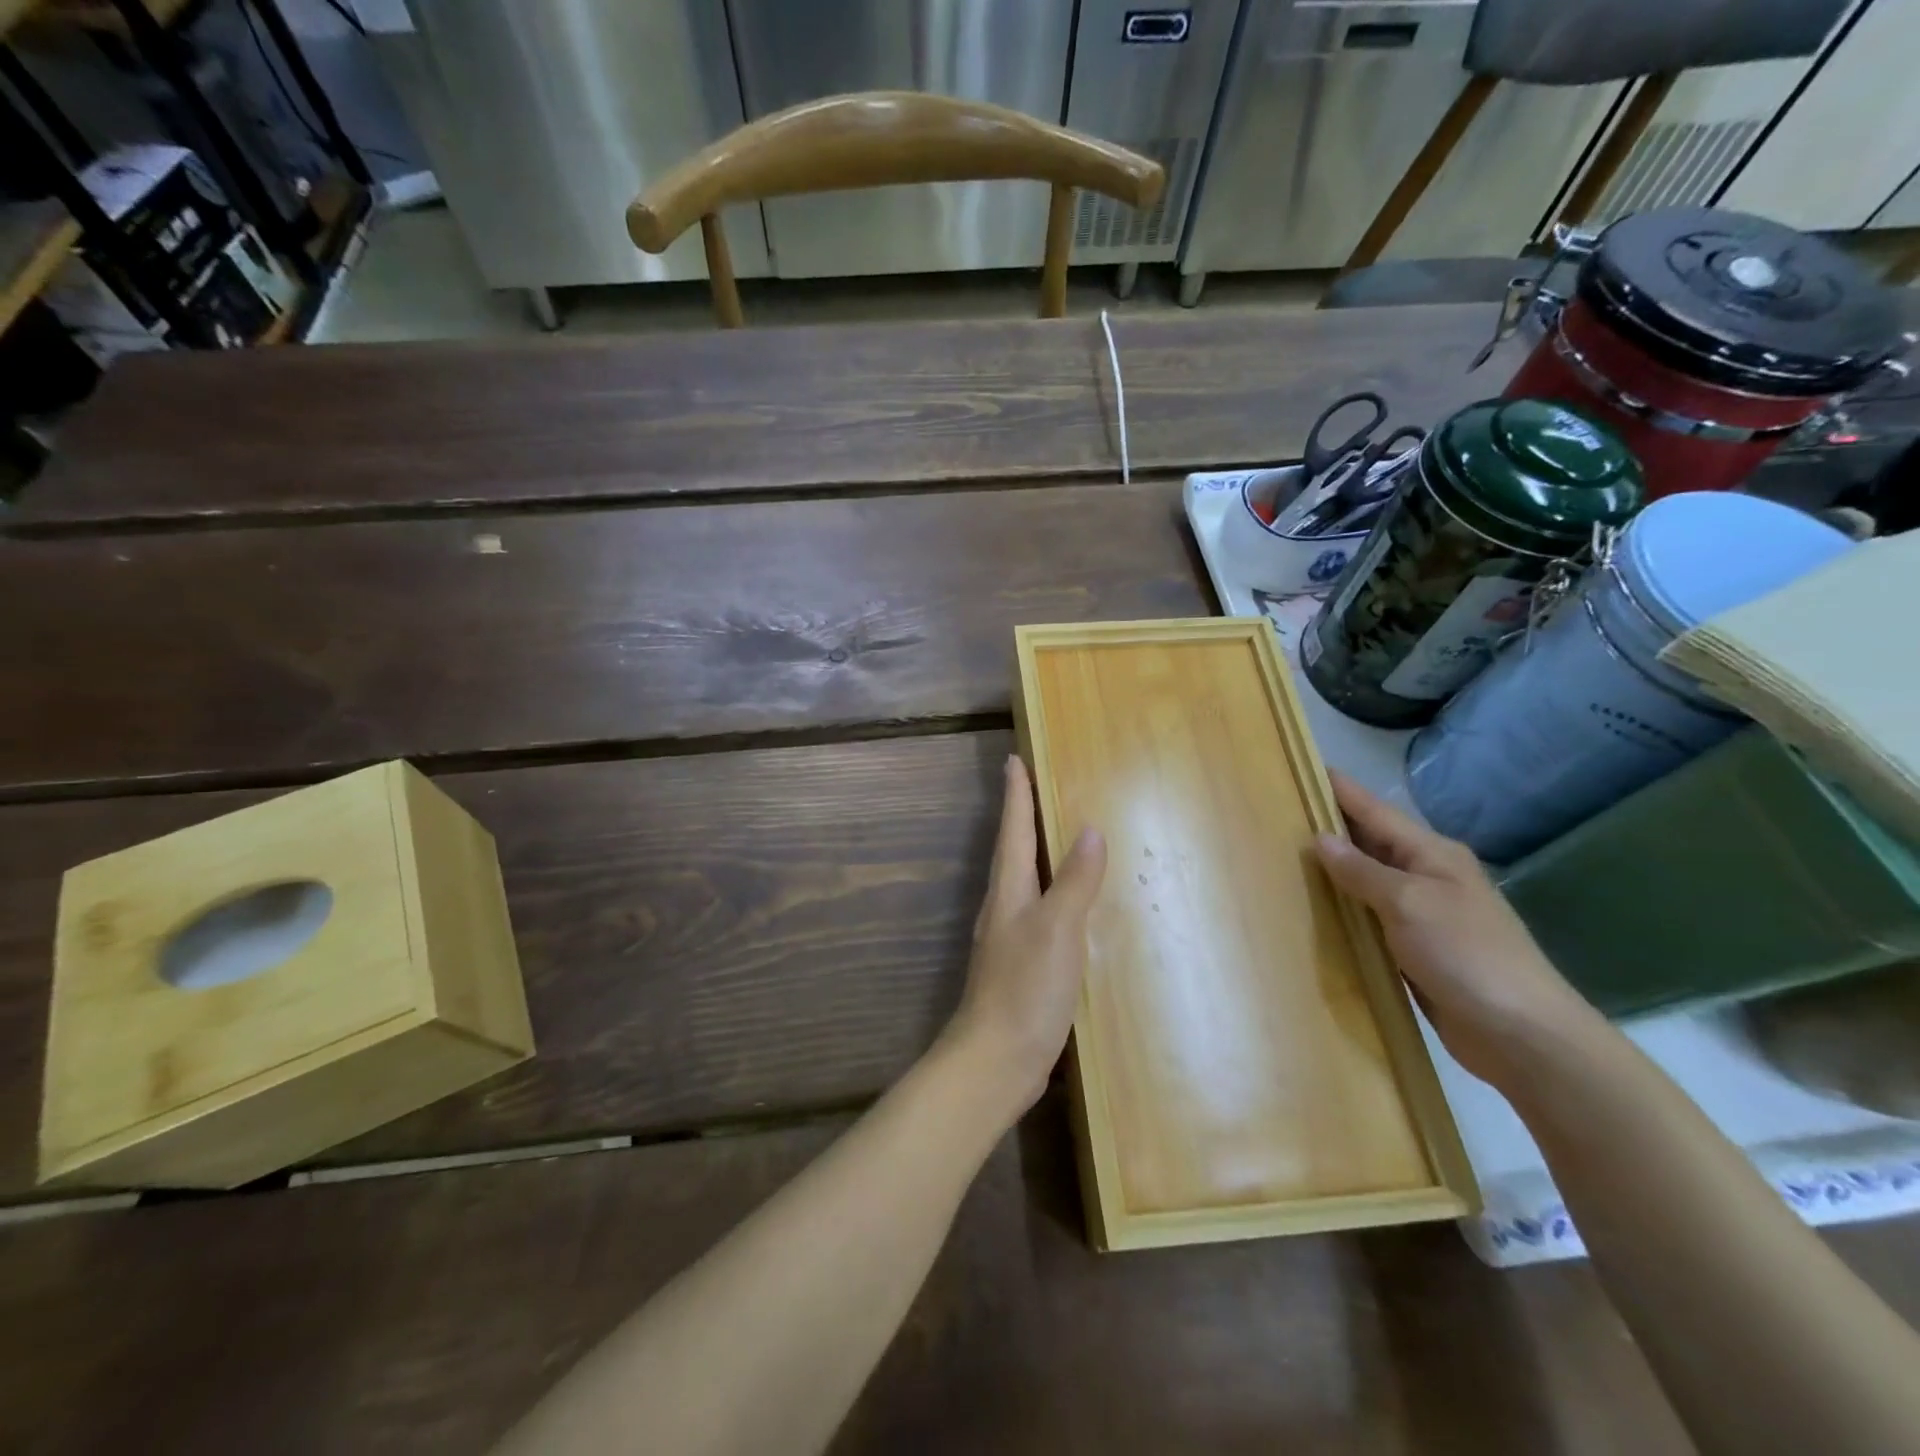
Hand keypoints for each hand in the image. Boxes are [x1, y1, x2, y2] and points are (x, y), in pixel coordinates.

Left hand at [941, 755, 1106, 1115]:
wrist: (996, 1059)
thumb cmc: (1026, 988)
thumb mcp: (1057, 929)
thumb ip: (1075, 881)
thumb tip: (1089, 830)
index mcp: (1009, 891)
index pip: (1013, 830)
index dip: (1016, 795)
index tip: (1014, 760)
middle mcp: (1004, 907)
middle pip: (1013, 851)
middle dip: (1022, 818)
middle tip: (1035, 787)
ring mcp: (1010, 938)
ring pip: (1024, 882)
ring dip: (1036, 855)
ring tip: (1056, 837)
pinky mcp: (1021, 966)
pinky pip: (1038, 913)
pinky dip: (1051, 895)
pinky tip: (1068, 907)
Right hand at [1314, 771, 1594, 1086]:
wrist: (1522, 1034)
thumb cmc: (1466, 954)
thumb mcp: (1408, 903)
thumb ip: (1361, 871)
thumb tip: (1321, 839)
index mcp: (1431, 854)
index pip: (1374, 810)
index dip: (1339, 790)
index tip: (1301, 767)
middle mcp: (1427, 876)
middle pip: (1370, 841)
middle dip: (1329, 825)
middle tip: (1278, 811)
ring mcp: (1423, 913)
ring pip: (1367, 880)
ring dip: (1333, 869)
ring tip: (1283, 855)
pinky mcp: (1415, 948)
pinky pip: (1370, 916)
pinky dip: (1344, 908)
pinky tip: (1314, 908)